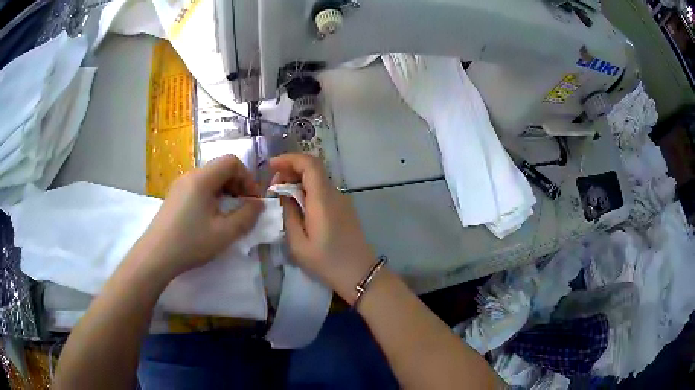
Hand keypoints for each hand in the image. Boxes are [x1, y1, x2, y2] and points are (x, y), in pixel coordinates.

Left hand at [135, 155, 263, 278]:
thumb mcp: (225, 233)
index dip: (247, 177)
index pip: (231, 161)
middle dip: (237, 184)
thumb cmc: (191, 243)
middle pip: (220, 168)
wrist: (156, 256)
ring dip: (225, 191)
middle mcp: (190, 175)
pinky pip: (198, 187)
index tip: (252, 199)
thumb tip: (258, 204)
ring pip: (209, 178)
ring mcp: (180, 185)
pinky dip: (211, 195)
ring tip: (228, 213)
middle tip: (243, 207)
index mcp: (202, 178)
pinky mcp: (174, 195)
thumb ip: (247, 216)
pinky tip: (210, 217)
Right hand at [270, 154, 375, 302]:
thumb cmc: (327, 262)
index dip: (289, 159)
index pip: (309, 164)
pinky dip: (307, 189)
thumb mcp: (298, 243)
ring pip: (318, 179)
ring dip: (298, 180)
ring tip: (281, 195)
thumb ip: (289, 214)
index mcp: (323, 199)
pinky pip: (323, 190)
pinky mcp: (343, 208)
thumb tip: (284, 195)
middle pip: (313, 168)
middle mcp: (334, 194)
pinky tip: (297, 204)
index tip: (271, 166)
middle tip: (273, 186)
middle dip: (290, 169)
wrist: (360, 274)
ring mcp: (342, 200)